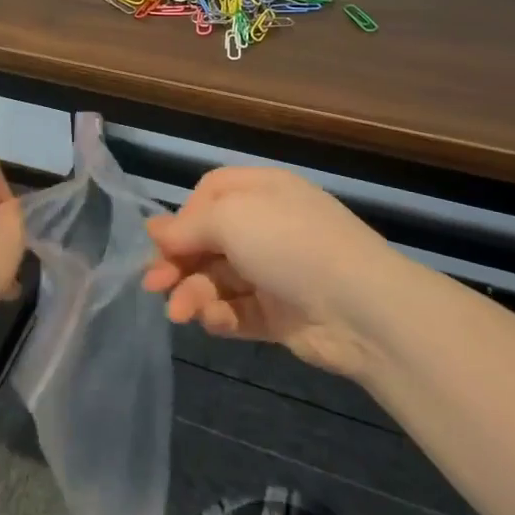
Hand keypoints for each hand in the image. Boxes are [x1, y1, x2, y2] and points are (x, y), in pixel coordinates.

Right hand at [143, 166, 389, 377]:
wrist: (362, 308)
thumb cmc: (290, 244)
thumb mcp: (231, 218)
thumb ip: (188, 226)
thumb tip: (155, 230)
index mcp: (262, 192)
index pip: (210, 194)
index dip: (182, 217)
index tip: (162, 242)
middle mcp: (268, 228)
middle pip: (208, 241)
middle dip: (178, 262)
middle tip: (153, 285)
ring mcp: (276, 272)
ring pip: (218, 279)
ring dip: (194, 294)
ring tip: (181, 313)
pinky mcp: (281, 314)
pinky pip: (239, 311)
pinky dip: (222, 316)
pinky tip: (215, 322)